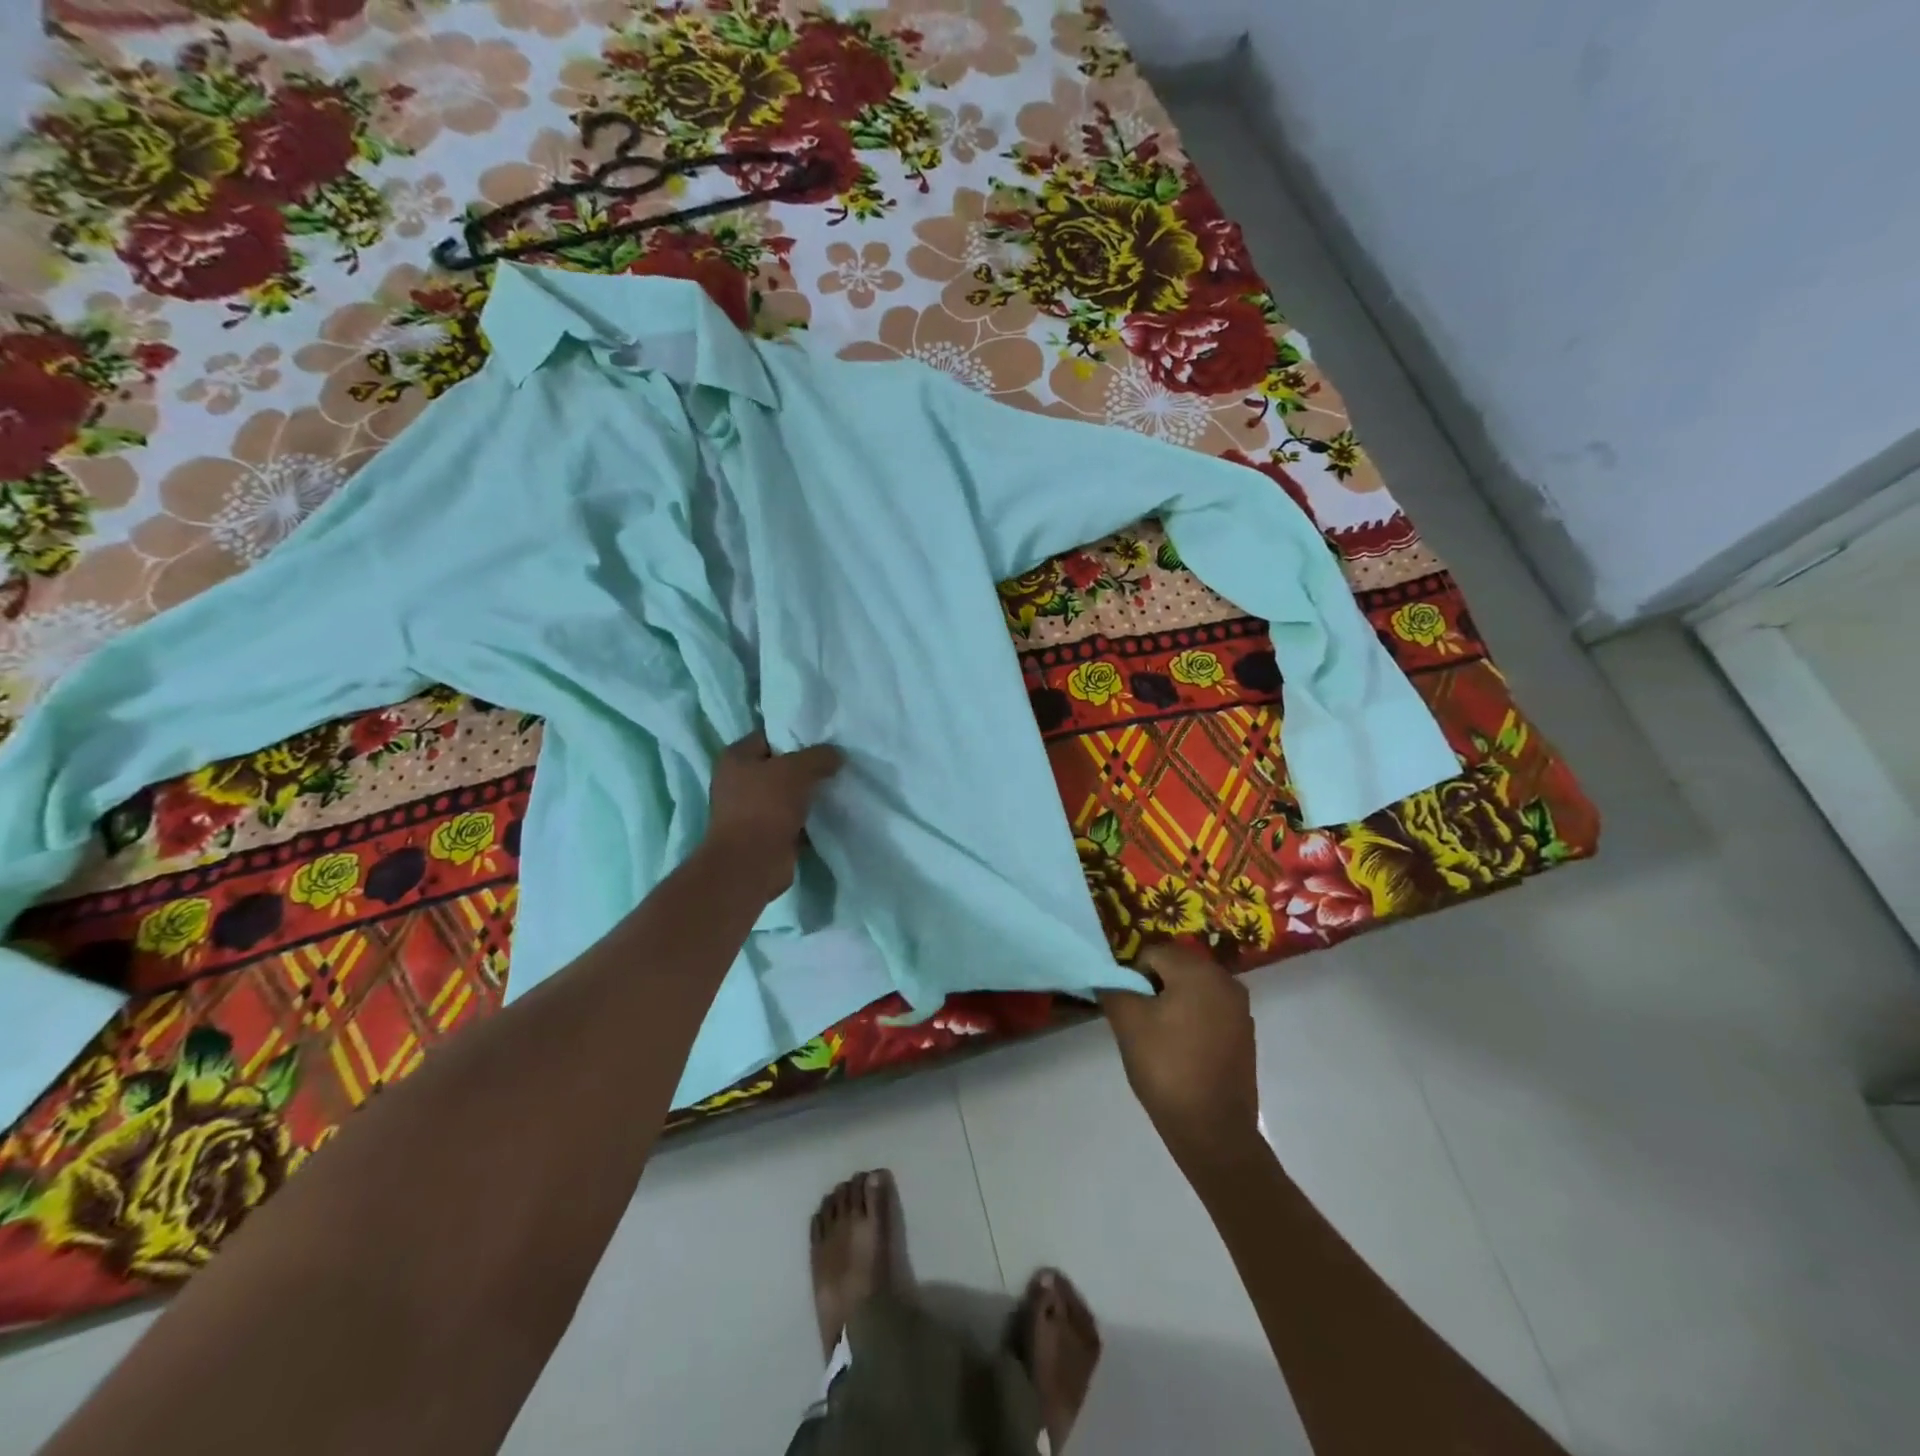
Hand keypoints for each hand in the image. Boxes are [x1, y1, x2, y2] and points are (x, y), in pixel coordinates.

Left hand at [703, 730, 842, 901]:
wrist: (751, 864)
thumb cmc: (766, 807)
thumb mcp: (798, 770)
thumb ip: (819, 756)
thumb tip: (835, 755)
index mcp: (736, 757)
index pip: (769, 735)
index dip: (797, 735)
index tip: (826, 741)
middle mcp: (737, 781)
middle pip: (779, 766)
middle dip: (807, 767)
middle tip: (836, 764)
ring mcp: (749, 810)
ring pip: (787, 794)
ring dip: (809, 795)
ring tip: (837, 787)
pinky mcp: (763, 834)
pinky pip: (792, 819)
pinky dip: (808, 818)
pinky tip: (830, 814)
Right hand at [1099, 943, 1259, 1166]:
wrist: (1213, 1130)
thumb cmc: (1167, 1067)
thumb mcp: (1128, 1023)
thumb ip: (1114, 988)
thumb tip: (1109, 978)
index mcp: (1198, 971)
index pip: (1153, 953)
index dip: (1133, 976)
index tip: (1126, 1006)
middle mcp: (1225, 980)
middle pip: (1176, 967)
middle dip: (1154, 987)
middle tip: (1140, 1021)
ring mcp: (1240, 1009)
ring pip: (1193, 989)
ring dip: (1173, 1003)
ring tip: (1159, 1037)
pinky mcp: (1245, 1034)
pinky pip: (1210, 1011)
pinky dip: (1192, 1020)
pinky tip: (1181, 1050)